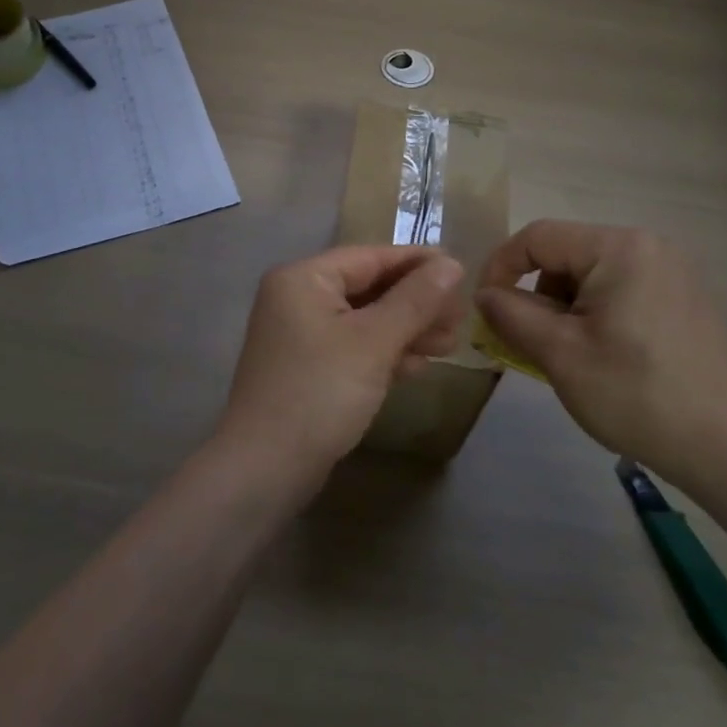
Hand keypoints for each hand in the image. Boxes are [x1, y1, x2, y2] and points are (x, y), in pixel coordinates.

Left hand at [216, 246, 466, 489]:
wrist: (265, 468)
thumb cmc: (320, 392)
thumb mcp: (374, 342)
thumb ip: (415, 300)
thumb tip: (452, 264)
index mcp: (303, 278)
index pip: (370, 257)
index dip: (417, 263)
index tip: (461, 270)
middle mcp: (297, 298)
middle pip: (368, 287)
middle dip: (416, 302)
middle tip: (461, 317)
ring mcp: (300, 336)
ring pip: (364, 320)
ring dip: (406, 329)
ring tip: (450, 343)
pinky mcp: (307, 369)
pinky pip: (353, 347)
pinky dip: (385, 352)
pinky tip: (419, 366)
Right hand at [474, 221, 726, 493]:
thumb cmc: (636, 394)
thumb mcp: (560, 354)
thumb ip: (511, 315)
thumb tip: (484, 294)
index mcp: (618, 248)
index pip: (537, 237)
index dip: (500, 268)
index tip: (485, 310)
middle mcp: (647, 245)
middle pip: (565, 253)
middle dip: (537, 293)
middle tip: (528, 342)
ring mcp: (670, 270)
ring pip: (590, 273)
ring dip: (564, 306)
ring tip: (567, 355)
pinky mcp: (682, 296)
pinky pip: (619, 288)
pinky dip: (594, 313)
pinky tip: (601, 355)